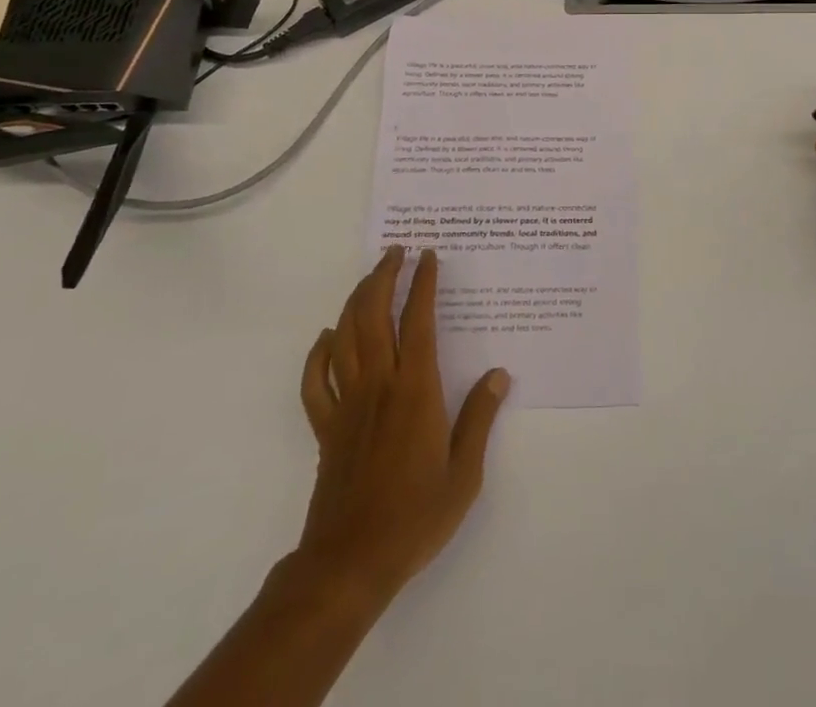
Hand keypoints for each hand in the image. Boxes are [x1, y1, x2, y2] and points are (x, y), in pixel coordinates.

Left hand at [295, 246, 509, 604]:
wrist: (350, 563)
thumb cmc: (415, 517)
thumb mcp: (464, 473)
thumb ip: (480, 418)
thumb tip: (499, 374)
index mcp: (416, 390)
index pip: (417, 321)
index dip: (422, 283)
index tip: (428, 255)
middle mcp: (378, 385)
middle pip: (373, 315)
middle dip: (383, 276)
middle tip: (396, 252)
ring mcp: (346, 404)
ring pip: (344, 337)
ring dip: (355, 300)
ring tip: (370, 278)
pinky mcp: (325, 427)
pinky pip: (315, 380)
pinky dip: (318, 352)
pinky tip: (327, 338)